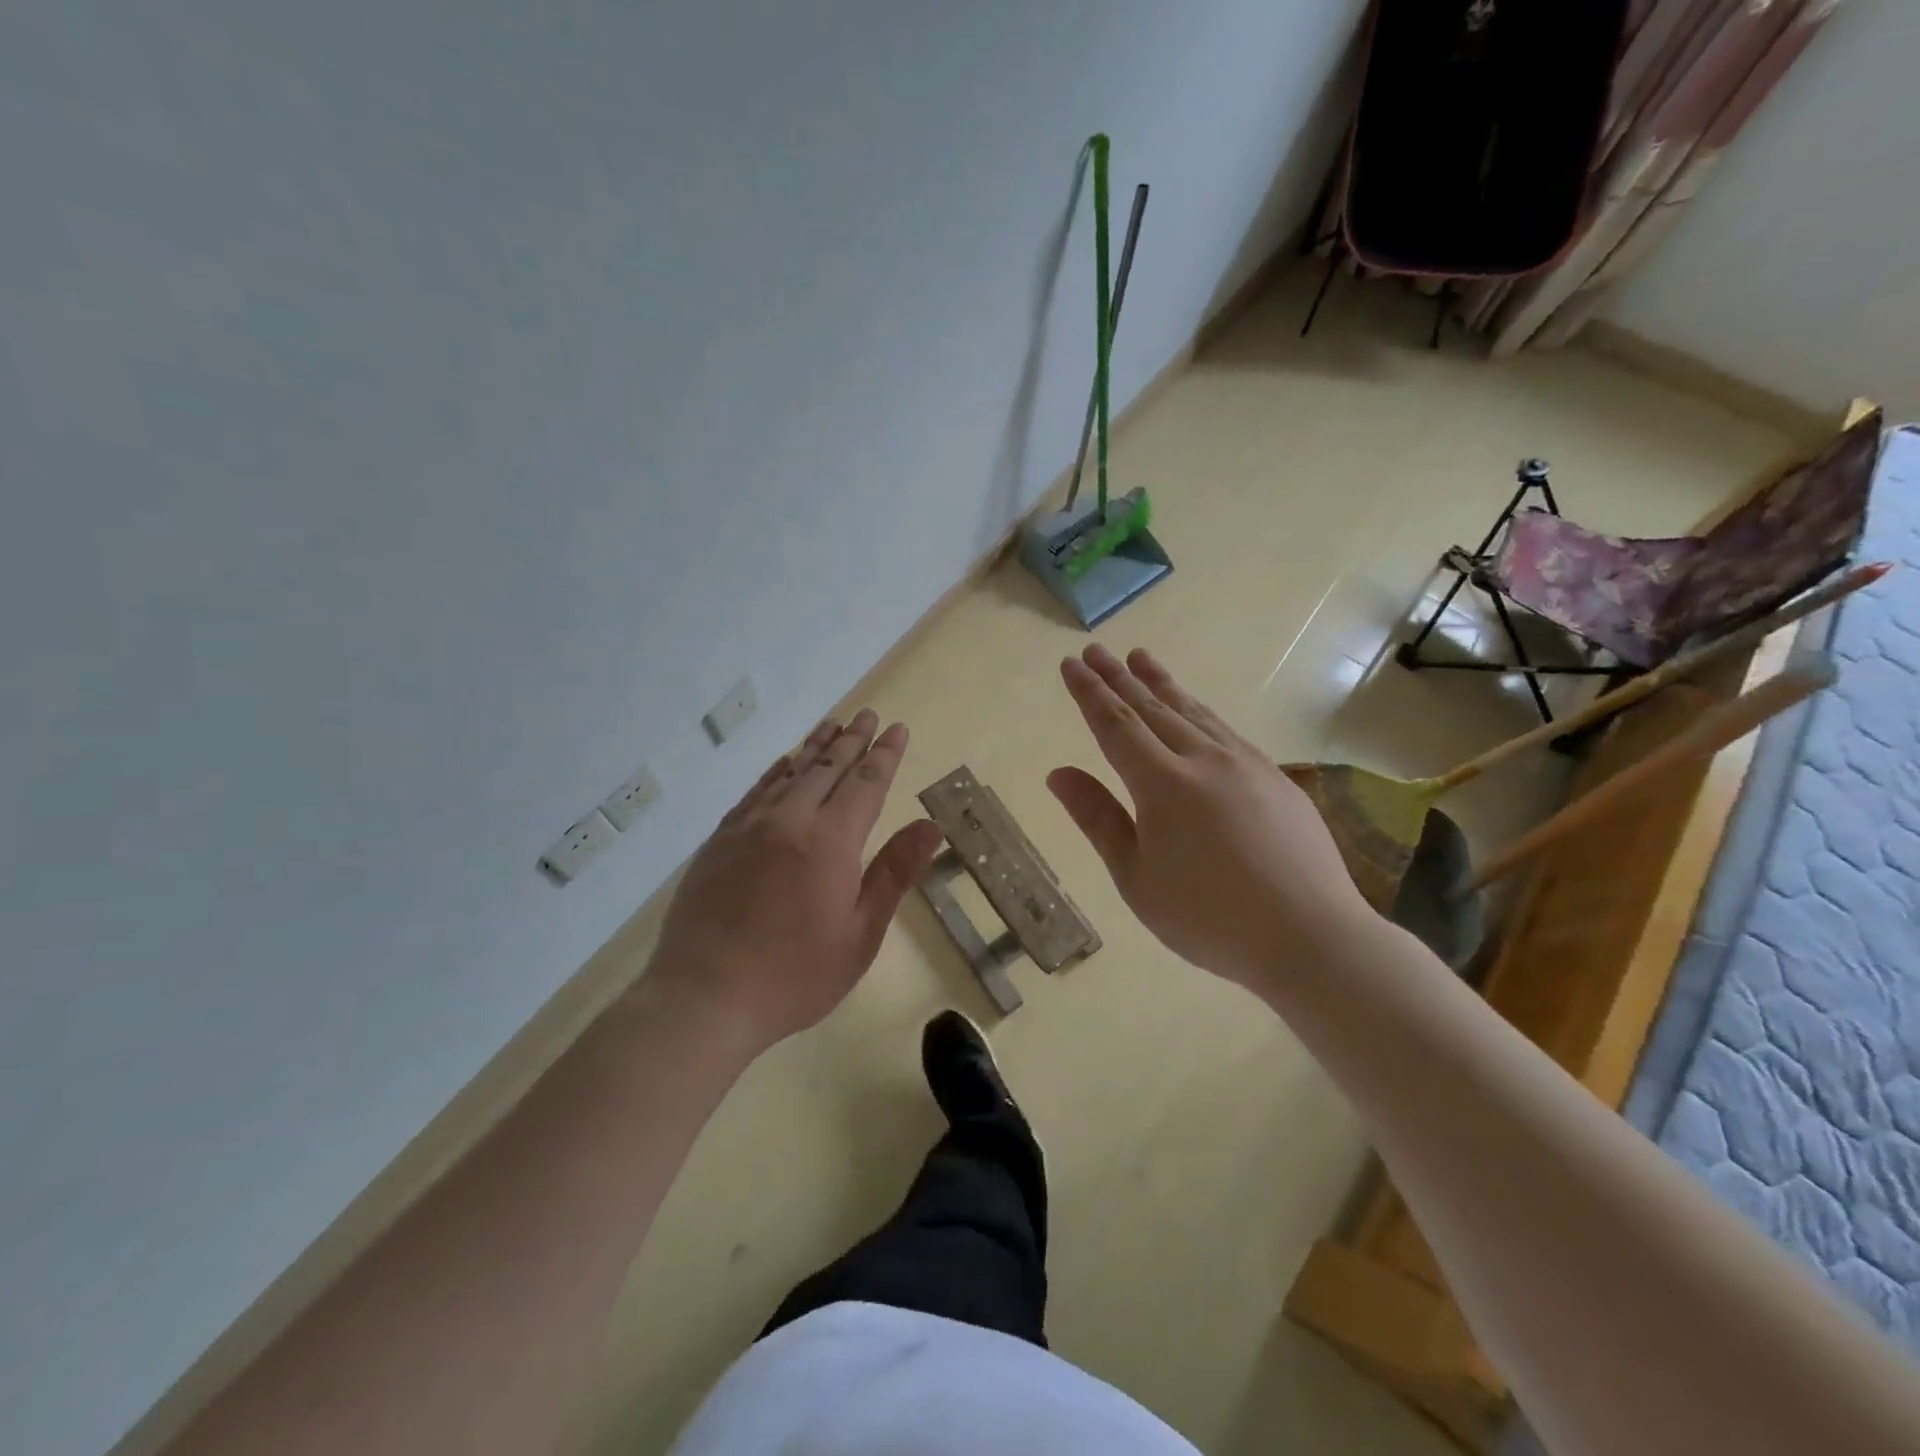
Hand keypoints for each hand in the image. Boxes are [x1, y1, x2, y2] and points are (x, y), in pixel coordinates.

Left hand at [646, 710, 944, 1052]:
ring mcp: (749, 828)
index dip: (884, 755)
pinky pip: (754, 792)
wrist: (704, 998)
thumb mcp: (860, 934)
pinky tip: (784, 763)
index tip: (897, 729)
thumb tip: (930, 826)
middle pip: (827, 767)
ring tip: (833, 725)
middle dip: (852, 739)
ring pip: (789, 772)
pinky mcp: (720, 841)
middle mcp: (790, 820)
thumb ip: (894, 873)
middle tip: (869, 715)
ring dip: (815, 746)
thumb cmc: (796, 975)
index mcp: (830, 842)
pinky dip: (775, 771)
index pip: (865, 783)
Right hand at [1047, 645, 1375, 994]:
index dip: (1089, 692)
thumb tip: (1058, 774)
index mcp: (1163, 785)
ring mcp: (1246, 764)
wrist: (1311, 937)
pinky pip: (1225, 729)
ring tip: (1140, 657)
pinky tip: (1194, 709)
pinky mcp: (1276, 777)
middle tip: (1096, 650)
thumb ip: (1098, 819)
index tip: (1071, 663)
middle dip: (1119, 677)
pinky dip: (1199, 710)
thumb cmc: (1209, 918)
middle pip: (1152, 707)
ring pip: (1193, 711)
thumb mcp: (1136, 878)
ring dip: (1161, 683)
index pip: (1115, 725)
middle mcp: (1203, 760)